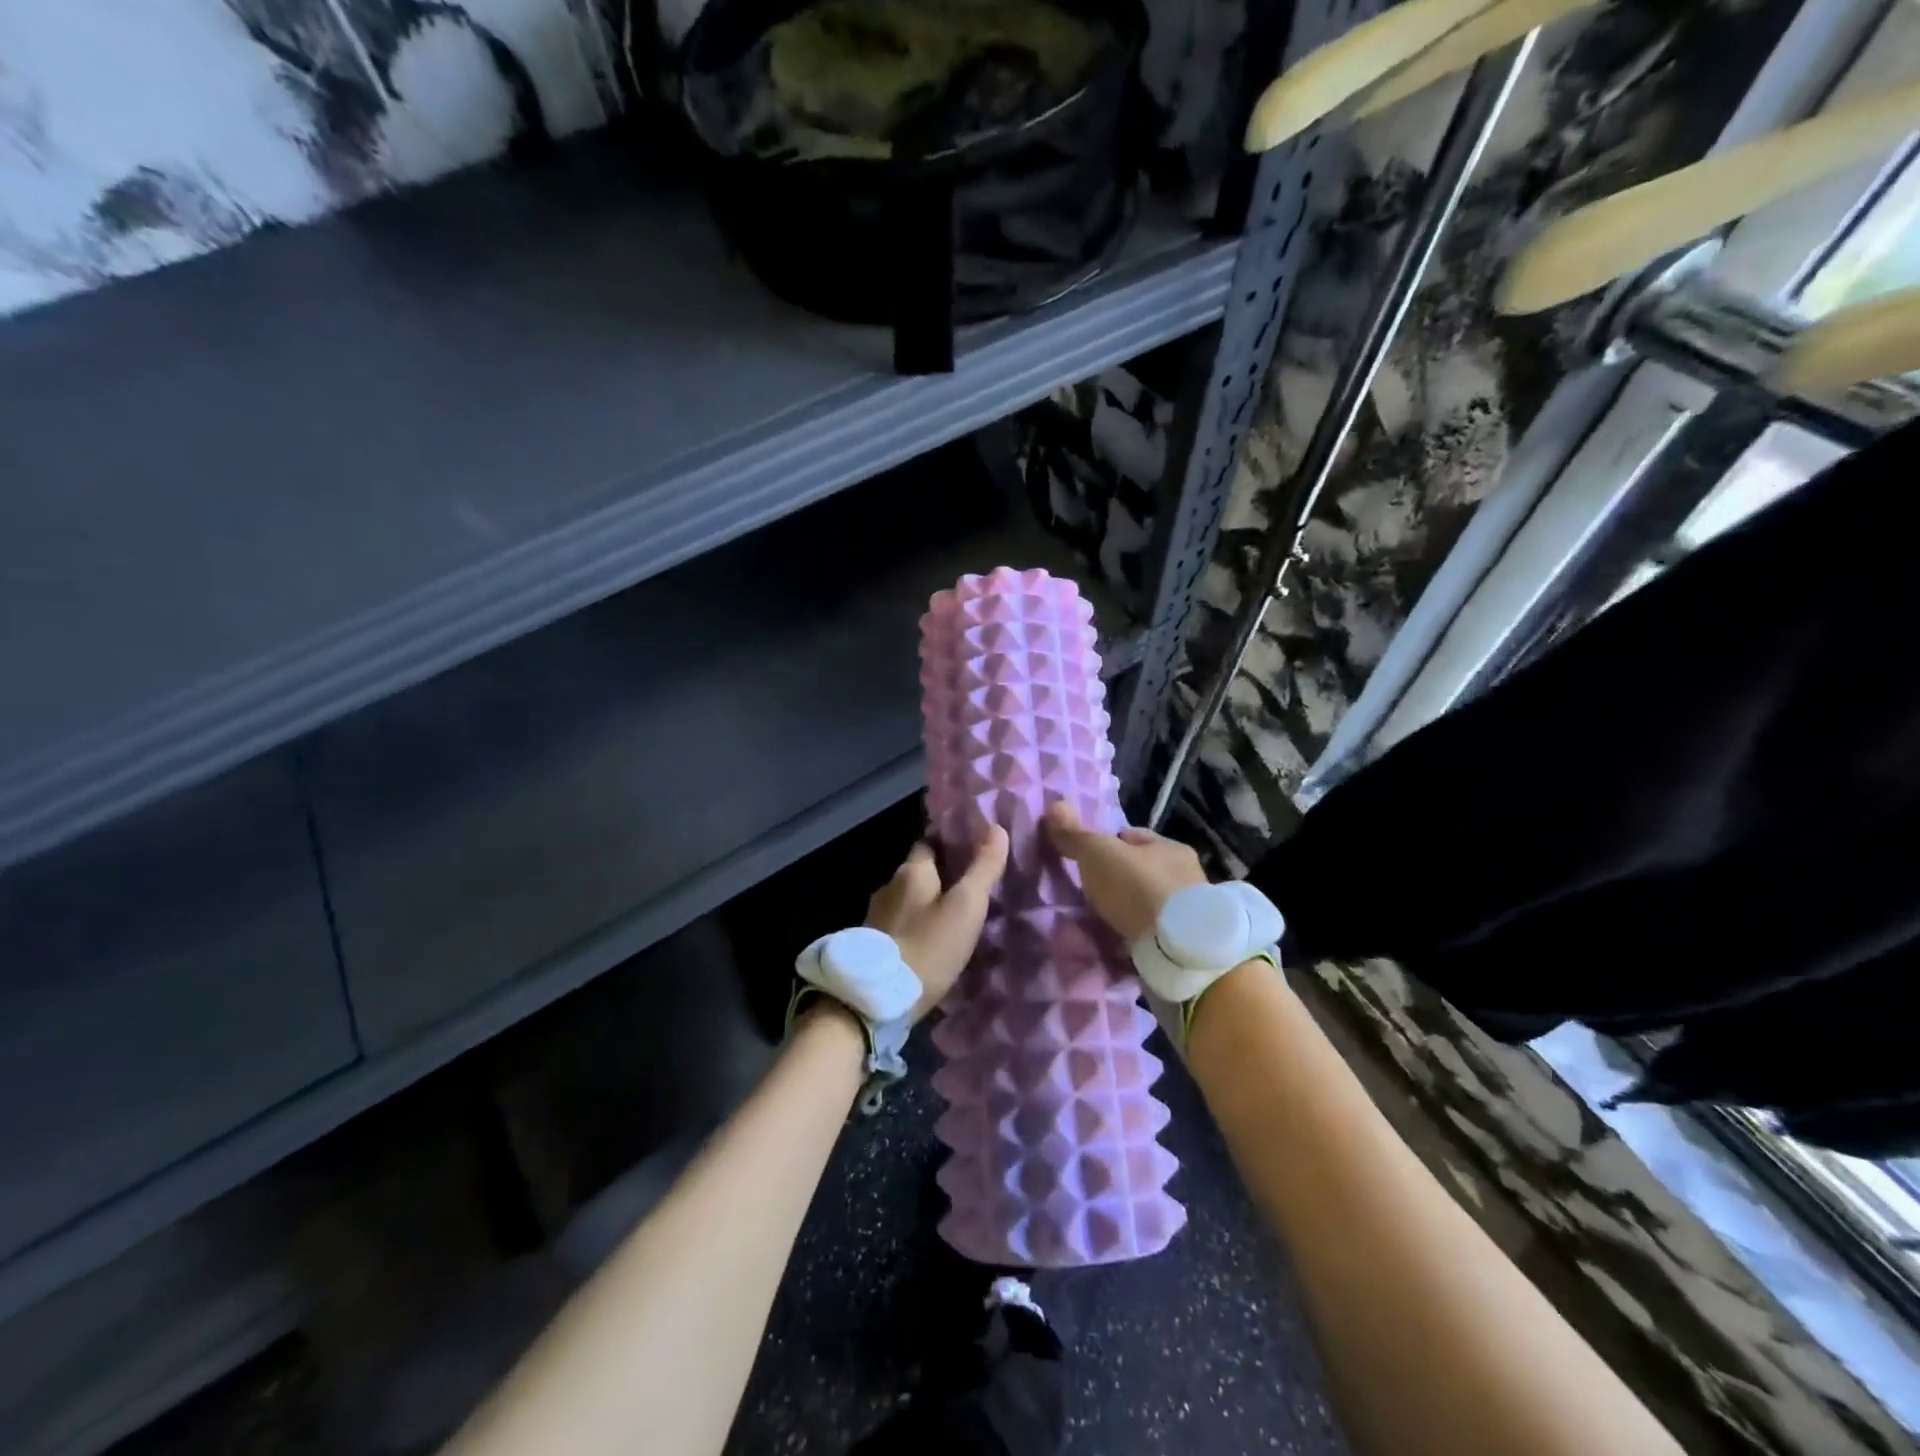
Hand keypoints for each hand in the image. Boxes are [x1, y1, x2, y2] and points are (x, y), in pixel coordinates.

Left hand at [865, 823, 1010, 1019]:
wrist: (877, 1000)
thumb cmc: (928, 947)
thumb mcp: (966, 907)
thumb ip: (983, 868)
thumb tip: (997, 828)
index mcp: (911, 871)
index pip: (930, 842)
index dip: (950, 843)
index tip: (972, 849)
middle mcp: (888, 886)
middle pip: (918, 872)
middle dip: (940, 877)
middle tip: (969, 887)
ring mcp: (876, 916)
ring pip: (907, 900)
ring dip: (926, 904)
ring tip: (952, 917)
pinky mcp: (872, 945)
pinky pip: (899, 924)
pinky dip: (915, 926)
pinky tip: (929, 941)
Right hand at [1043, 801, 1208, 942]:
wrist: (1177, 950)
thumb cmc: (1139, 888)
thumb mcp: (1099, 854)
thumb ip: (1076, 835)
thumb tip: (1054, 805)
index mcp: (1171, 848)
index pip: (1134, 838)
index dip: (1107, 845)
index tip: (1085, 860)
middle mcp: (1186, 877)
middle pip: (1140, 872)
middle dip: (1116, 882)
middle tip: (1088, 895)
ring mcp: (1188, 914)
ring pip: (1146, 905)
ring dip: (1125, 912)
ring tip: (1097, 923)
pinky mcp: (1183, 945)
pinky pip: (1151, 935)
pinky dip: (1134, 937)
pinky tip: (1115, 944)